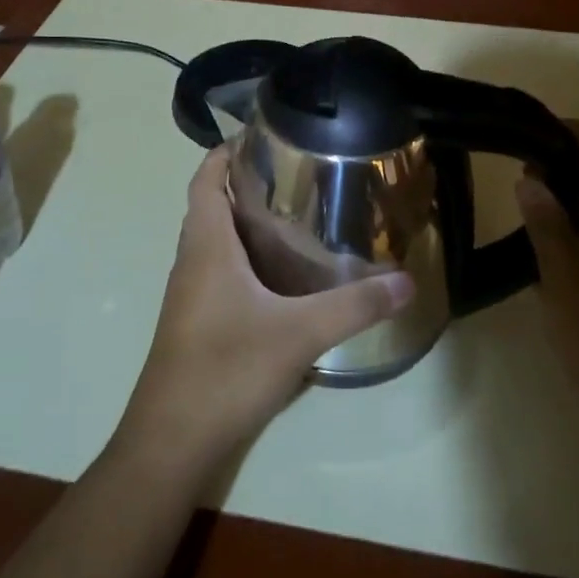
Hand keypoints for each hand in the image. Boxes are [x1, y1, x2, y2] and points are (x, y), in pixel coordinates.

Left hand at [115, 145, 414, 479]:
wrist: (172, 441)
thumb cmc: (226, 369)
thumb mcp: (299, 334)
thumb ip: (354, 306)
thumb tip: (407, 280)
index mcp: (206, 245)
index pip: (205, 177)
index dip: (226, 151)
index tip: (264, 136)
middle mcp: (191, 259)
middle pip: (210, 203)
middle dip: (245, 182)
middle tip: (295, 173)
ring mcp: (189, 292)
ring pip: (213, 239)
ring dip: (243, 220)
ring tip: (294, 215)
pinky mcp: (194, 320)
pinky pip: (217, 269)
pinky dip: (242, 256)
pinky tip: (279, 275)